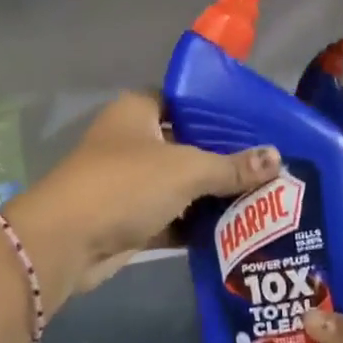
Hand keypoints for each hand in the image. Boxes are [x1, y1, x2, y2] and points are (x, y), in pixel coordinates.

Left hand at [5, 92, 280, 304]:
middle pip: (188, 145)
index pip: (185, 100)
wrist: (66, 242)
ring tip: (266, 198)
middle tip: (272, 166)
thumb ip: (231, 166)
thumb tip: (276, 159)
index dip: (219, 110)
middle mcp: (133, 141)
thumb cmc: (125, 185)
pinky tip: (238, 230)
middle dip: (225, 158)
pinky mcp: (130, 219)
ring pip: (181, 184)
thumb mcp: (185, 169)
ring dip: (214, 195)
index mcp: (138, 111)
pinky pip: (173, 217)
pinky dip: (197, 224)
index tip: (258, 124)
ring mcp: (130, 182)